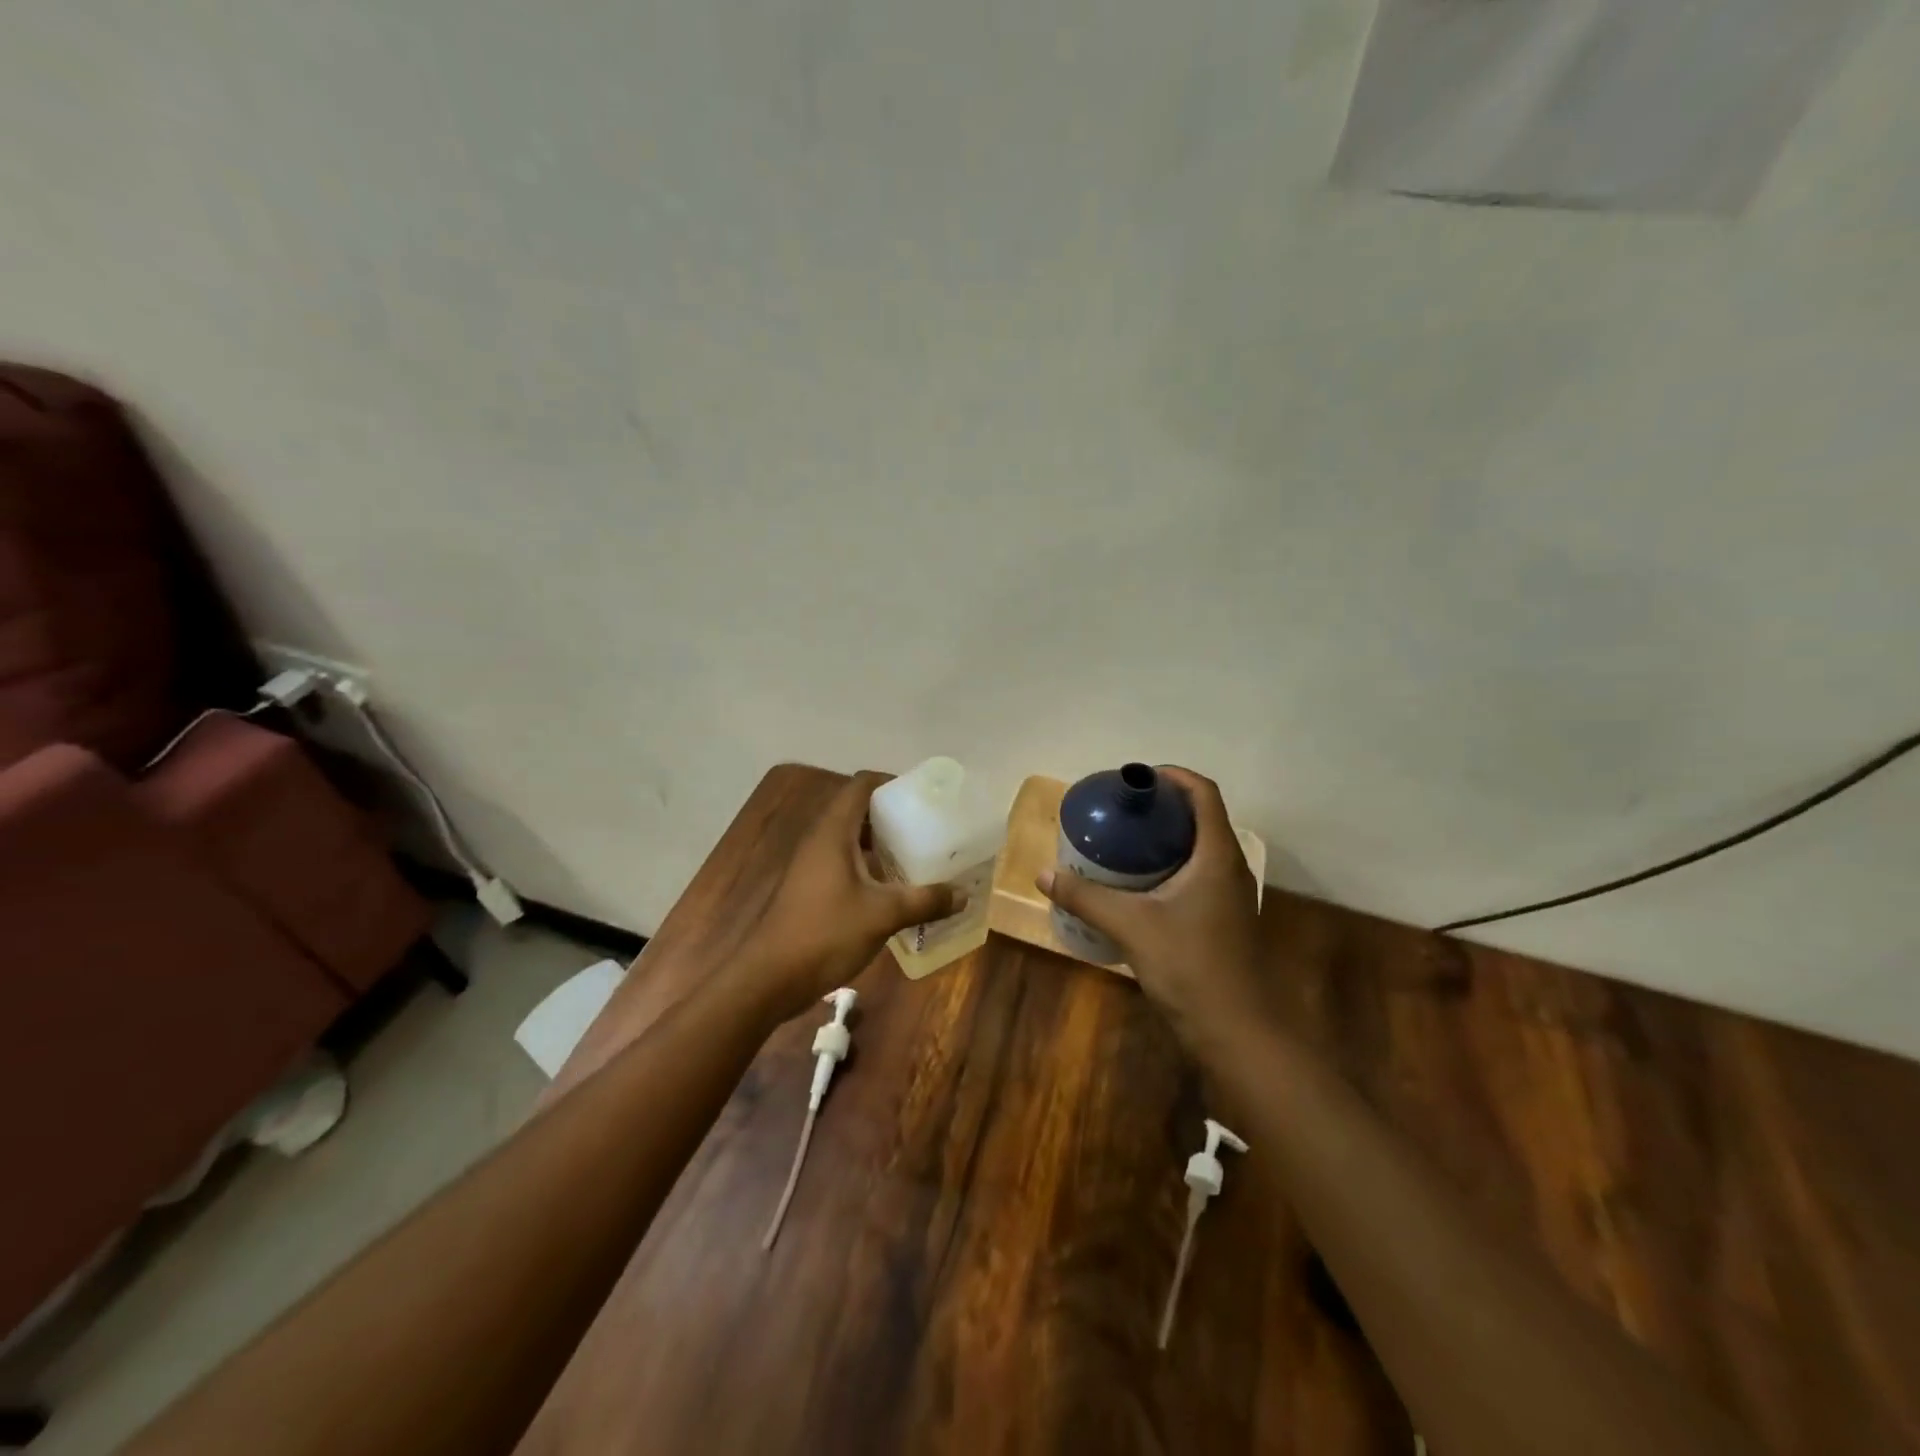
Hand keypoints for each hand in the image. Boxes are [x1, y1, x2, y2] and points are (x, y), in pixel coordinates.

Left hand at [738, 771, 958, 1022]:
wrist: (769, 978)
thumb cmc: (825, 933)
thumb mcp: (883, 915)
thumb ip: (925, 901)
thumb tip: (963, 894)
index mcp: (833, 831)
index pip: (861, 785)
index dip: (891, 782)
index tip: (923, 795)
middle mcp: (820, 840)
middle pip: (858, 810)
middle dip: (893, 814)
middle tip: (928, 825)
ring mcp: (812, 865)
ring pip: (852, 840)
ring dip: (882, 843)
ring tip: (918, 854)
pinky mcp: (810, 889)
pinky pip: (845, 863)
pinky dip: (870, 867)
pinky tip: (894, 888)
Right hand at [1037, 766, 1264, 1049]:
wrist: (1238, 1032)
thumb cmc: (1191, 967)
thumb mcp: (1131, 926)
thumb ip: (1086, 897)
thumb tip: (1043, 874)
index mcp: (1217, 855)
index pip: (1203, 793)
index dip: (1172, 776)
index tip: (1135, 779)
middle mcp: (1229, 867)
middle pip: (1200, 817)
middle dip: (1161, 807)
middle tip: (1120, 811)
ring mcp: (1230, 895)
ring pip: (1198, 848)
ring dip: (1165, 838)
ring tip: (1122, 842)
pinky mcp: (1223, 919)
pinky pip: (1196, 875)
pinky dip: (1168, 866)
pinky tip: (1136, 885)